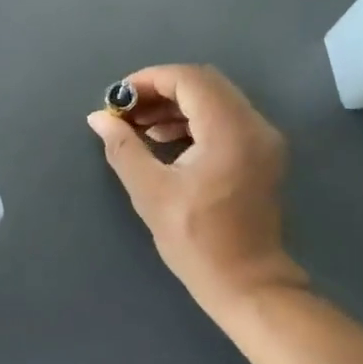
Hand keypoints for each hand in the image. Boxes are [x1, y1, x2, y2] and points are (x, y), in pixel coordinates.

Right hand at [87, 65, 306, 311]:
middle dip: (161, 90)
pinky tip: (167, 140)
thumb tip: (99, 117)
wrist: (248, 284)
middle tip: (127, 111)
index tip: (118, 98)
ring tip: (141, 128)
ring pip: (216, 99)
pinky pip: (226, 118)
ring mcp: (264, 139)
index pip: (189, 79)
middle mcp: (254, 125)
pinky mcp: (263, 154)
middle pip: (205, 83)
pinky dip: (195, 120)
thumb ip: (124, 147)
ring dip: (177, 105)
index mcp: (230, 130)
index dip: (149, 80)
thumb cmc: (197, 240)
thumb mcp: (151, 193)